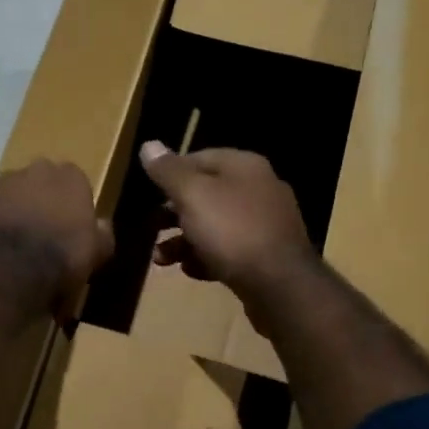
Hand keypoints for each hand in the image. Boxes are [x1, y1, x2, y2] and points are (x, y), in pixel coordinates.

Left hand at [0, 160, 114, 314]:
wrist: (11, 267)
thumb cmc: (63, 256)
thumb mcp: (97, 251)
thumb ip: (102, 233)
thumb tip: (101, 226)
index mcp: (70, 176)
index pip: (74, 181)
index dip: (71, 203)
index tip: (70, 225)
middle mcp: (35, 169)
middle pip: (40, 181)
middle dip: (41, 199)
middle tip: (42, 229)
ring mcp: (1, 181)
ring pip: (11, 192)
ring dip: (13, 207)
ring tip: (14, 239)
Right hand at [139, 143, 318, 298]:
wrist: (279, 284)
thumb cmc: (231, 230)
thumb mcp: (192, 195)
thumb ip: (168, 171)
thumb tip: (149, 145)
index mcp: (244, 166)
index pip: (199, 158)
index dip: (171, 173)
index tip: (149, 193)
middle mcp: (259, 189)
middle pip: (206, 194)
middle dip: (173, 214)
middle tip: (151, 228)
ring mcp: (265, 224)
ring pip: (214, 226)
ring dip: (183, 241)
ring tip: (161, 259)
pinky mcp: (267, 255)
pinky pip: (229, 250)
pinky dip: (207, 258)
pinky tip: (192, 270)